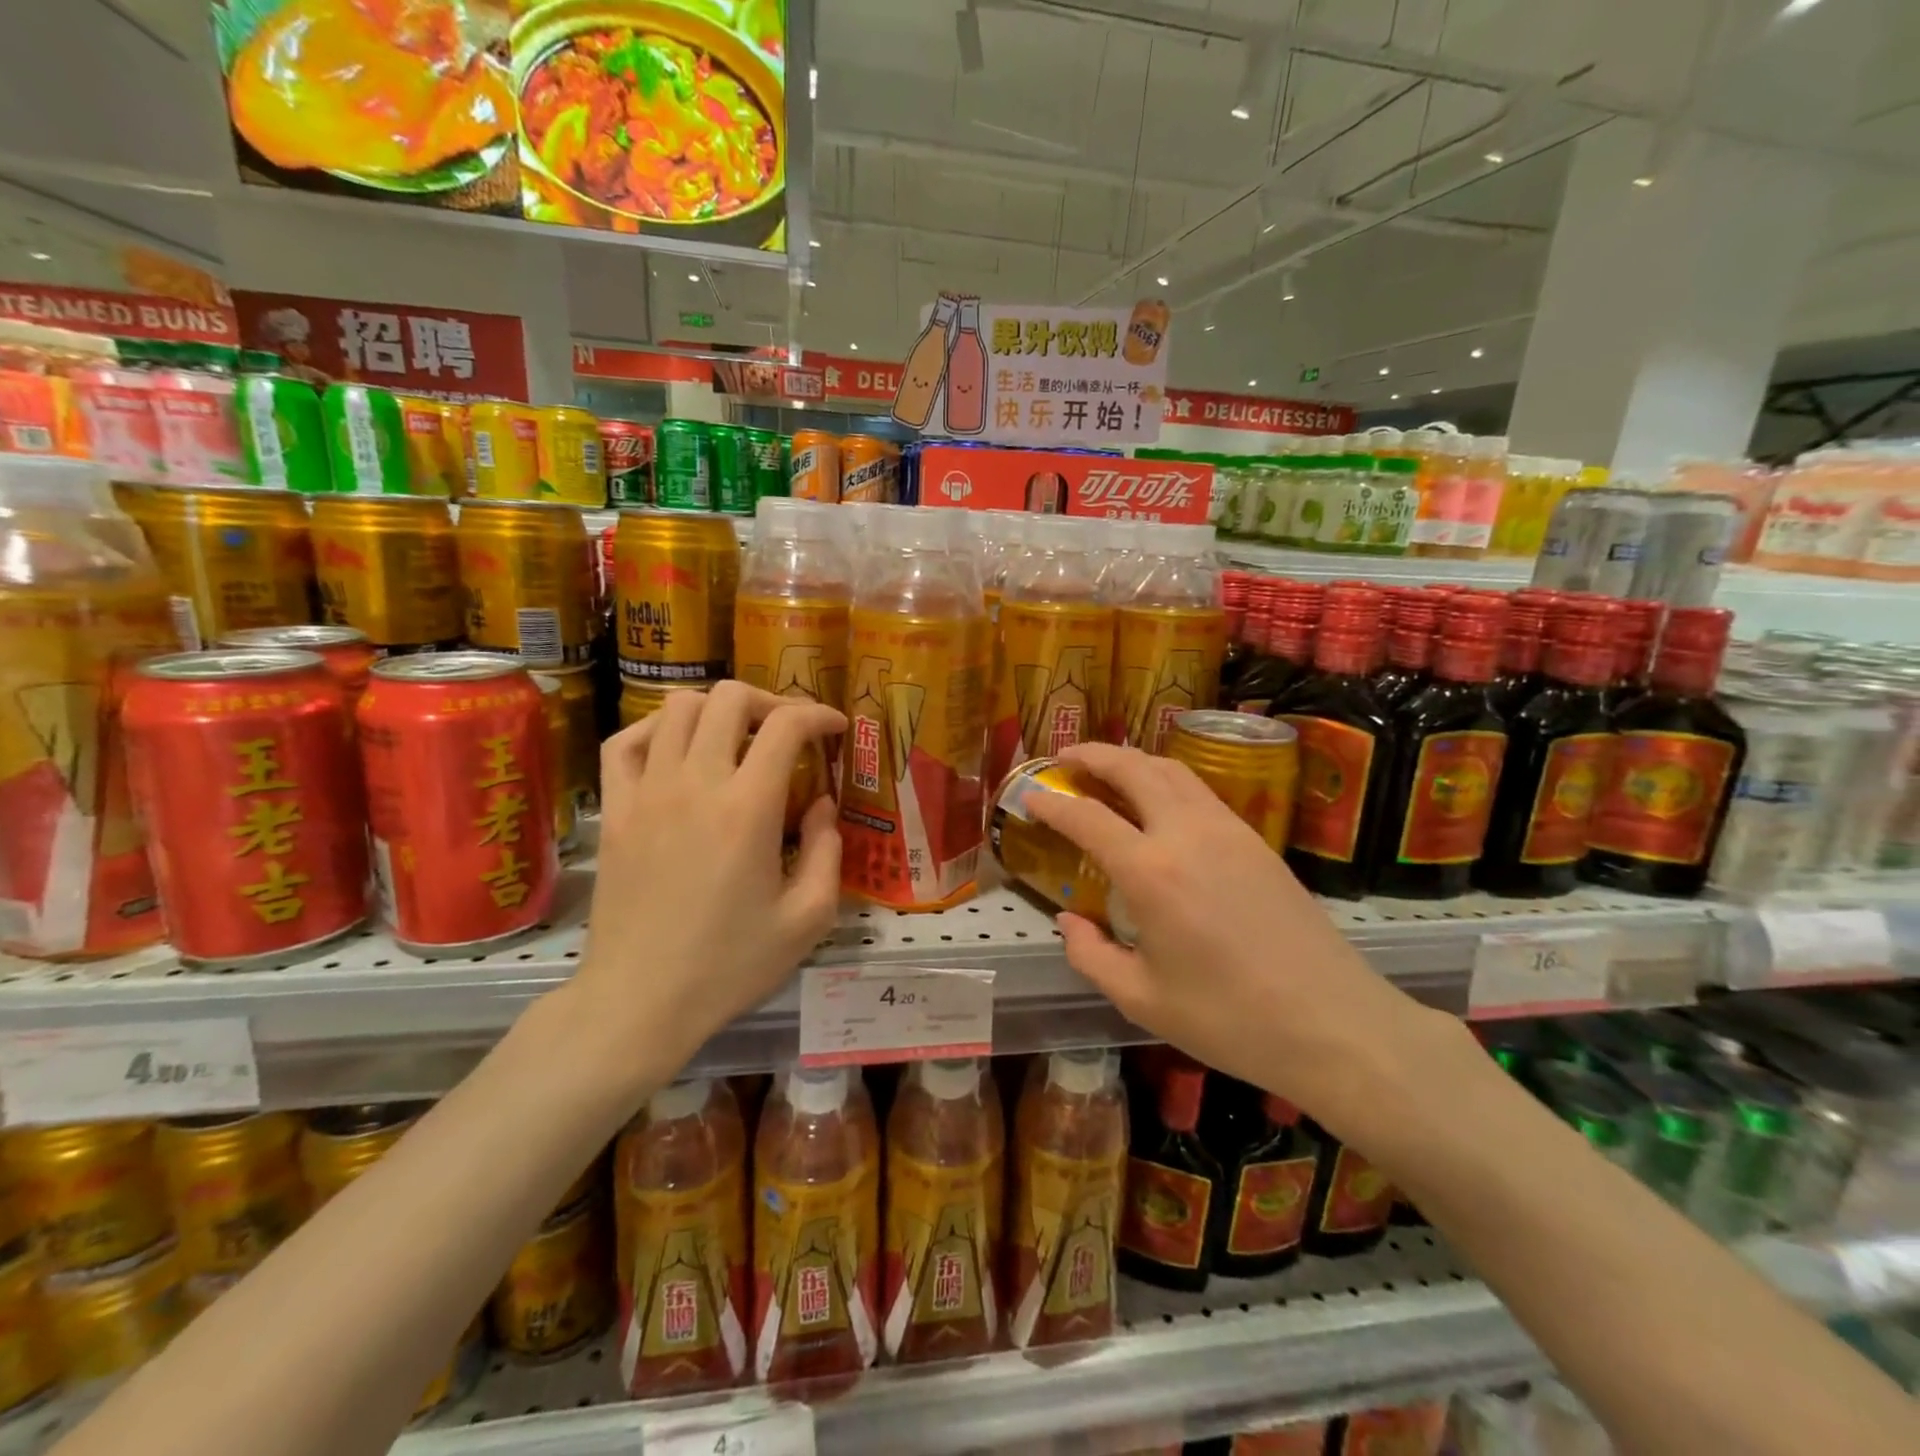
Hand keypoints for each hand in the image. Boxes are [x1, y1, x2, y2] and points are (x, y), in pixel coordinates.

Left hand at [572, 683, 845, 1072]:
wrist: (640, 1000)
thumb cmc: (730, 964)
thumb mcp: (807, 919)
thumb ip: (828, 851)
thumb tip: (824, 804)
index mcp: (749, 808)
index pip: (786, 725)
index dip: (818, 714)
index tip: (834, 728)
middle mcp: (696, 783)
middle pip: (730, 698)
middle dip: (770, 701)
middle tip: (787, 731)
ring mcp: (647, 792)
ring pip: (678, 707)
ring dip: (716, 710)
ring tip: (736, 737)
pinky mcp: (615, 809)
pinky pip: (625, 742)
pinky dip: (655, 728)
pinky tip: (676, 748)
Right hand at [1026, 742, 1444, 1118]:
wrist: (1334, 1024)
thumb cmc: (1230, 1020)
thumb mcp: (1142, 1000)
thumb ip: (1091, 955)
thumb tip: (1068, 921)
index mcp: (1151, 873)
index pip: (1087, 818)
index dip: (1052, 802)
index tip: (1029, 795)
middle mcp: (1187, 834)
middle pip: (1133, 769)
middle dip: (1093, 755)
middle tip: (1064, 757)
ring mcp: (1228, 830)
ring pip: (1172, 770)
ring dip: (1132, 760)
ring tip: (1107, 768)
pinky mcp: (1256, 840)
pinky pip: (1200, 791)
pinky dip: (1166, 779)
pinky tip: (1158, 801)